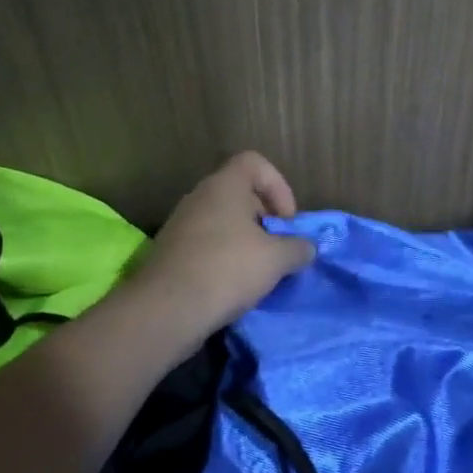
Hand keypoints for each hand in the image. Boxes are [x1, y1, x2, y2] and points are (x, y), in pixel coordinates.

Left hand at [133, 152, 315, 332]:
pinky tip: (233, 286)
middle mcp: (199, 197)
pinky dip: (224, 259)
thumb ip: (298, 247)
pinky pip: (206, 245)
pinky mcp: (170, 252)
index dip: (278, 186)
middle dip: (265, 219)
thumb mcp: (277, 259)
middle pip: (240, 194)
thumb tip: (305, 247)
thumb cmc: (228, 269)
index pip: (254, 162)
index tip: (286, 221)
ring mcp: (180, 224)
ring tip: (258, 272)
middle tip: (278, 248)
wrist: (167, 310)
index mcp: (224, 186)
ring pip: (223, 222)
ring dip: (245, 242)